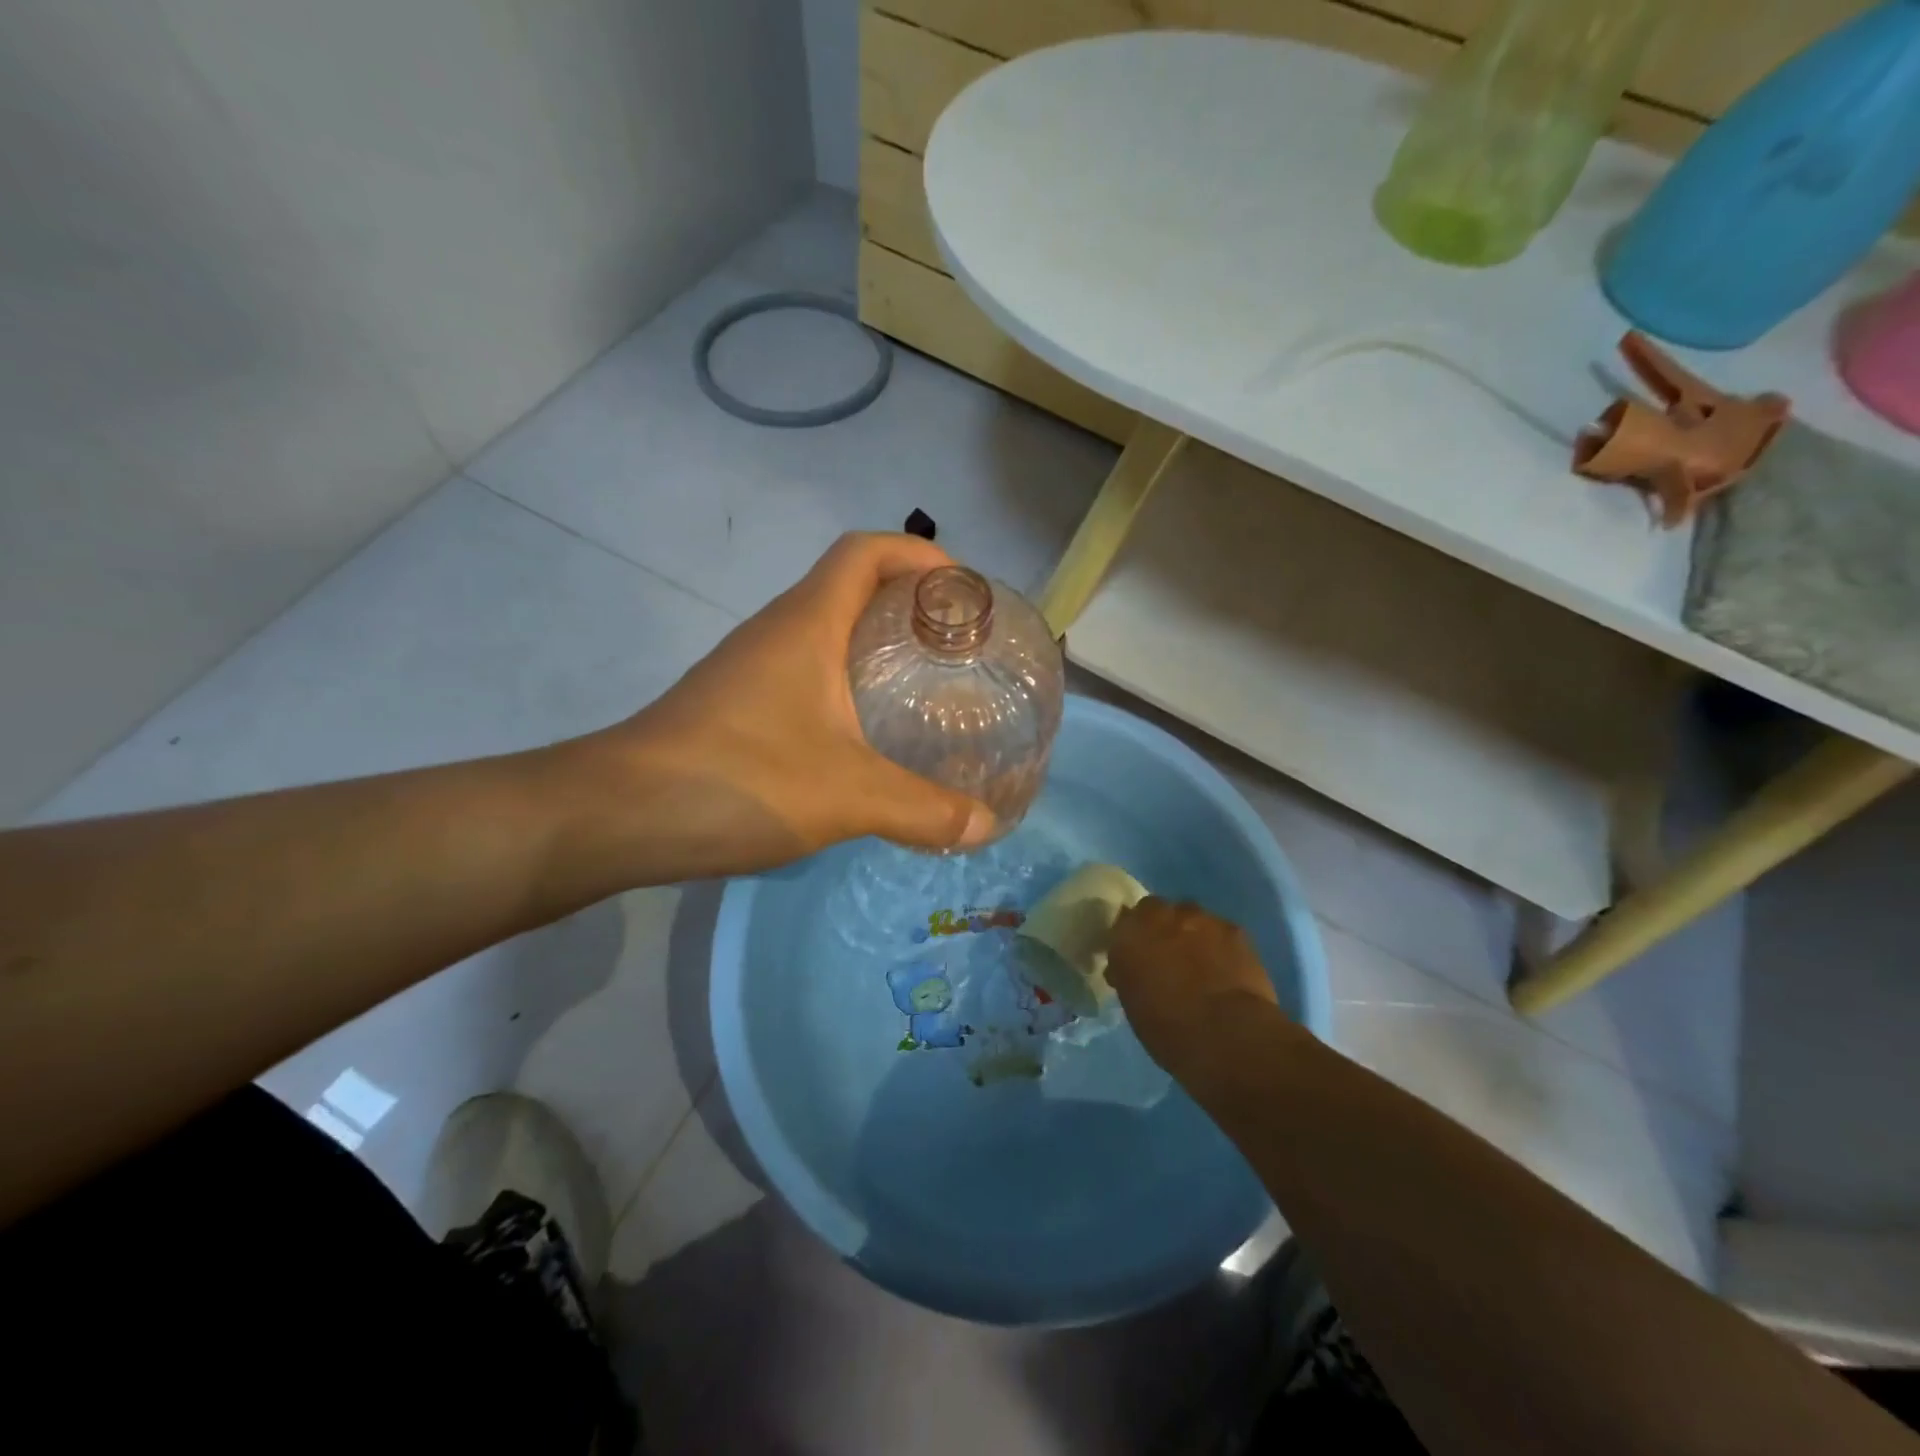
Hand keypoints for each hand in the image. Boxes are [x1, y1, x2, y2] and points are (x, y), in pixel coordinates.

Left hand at [575, 533, 997, 881]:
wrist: (618, 815)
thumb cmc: (739, 779)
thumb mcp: (847, 796)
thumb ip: (923, 810)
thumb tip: (985, 825)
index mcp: (807, 624)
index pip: (865, 551)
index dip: (918, 554)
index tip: (960, 592)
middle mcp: (778, 631)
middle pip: (851, 587)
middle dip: (908, 605)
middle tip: (957, 649)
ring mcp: (751, 668)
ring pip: (826, 633)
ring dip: (876, 646)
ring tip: (925, 688)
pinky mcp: (737, 704)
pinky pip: (806, 674)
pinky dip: (845, 685)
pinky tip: (865, 736)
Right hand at [1106, 897, 1278, 1072]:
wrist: (1226, 1035)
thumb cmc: (1168, 1030)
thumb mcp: (1132, 1003)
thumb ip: (1130, 974)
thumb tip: (1131, 969)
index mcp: (1128, 935)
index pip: (1124, 922)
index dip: (1132, 937)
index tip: (1136, 955)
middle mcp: (1160, 917)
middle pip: (1156, 909)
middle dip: (1160, 927)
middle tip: (1167, 955)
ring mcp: (1199, 919)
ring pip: (1191, 917)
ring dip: (1191, 933)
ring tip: (1201, 963)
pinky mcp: (1234, 929)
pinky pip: (1220, 930)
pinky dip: (1220, 945)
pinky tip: (1227, 968)